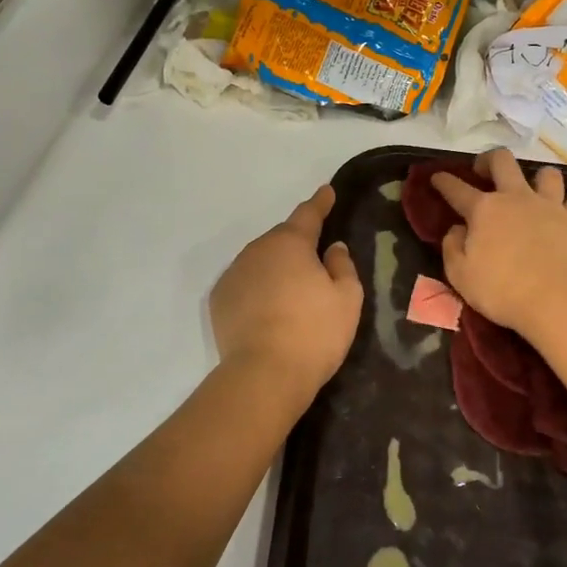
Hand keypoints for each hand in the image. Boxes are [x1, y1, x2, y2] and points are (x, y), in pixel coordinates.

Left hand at [211, 185, 363, 397]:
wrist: (264, 374)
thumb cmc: (314, 332)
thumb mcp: (347, 298)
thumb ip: (342, 265)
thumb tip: (331, 247)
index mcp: (291, 242)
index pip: (308, 214)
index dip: (320, 202)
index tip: (326, 191)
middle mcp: (258, 250)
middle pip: (282, 239)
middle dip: (298, 245)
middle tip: (315, 264)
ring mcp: (234, 274)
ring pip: (261, 261)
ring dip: (276, 268)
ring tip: (291, 294)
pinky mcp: (220, 300)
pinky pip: (245, 283)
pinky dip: (257, 288)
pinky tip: (268, 310)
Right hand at [432, 149, 566, 338]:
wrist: (562, 300)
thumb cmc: (503, 291)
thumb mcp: (461, 276)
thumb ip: (453, 248)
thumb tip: (457, 230)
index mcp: (484, 210)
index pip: (457, 189)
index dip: (444, 181)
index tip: (437, 176)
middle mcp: (516, 198)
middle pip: (502, 161)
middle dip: (488, 160)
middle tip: (484, 172)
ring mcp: (550, 206)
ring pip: (546, 174)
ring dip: (536, 179)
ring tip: (532, 192)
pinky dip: (566, 209)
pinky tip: (562, 221)